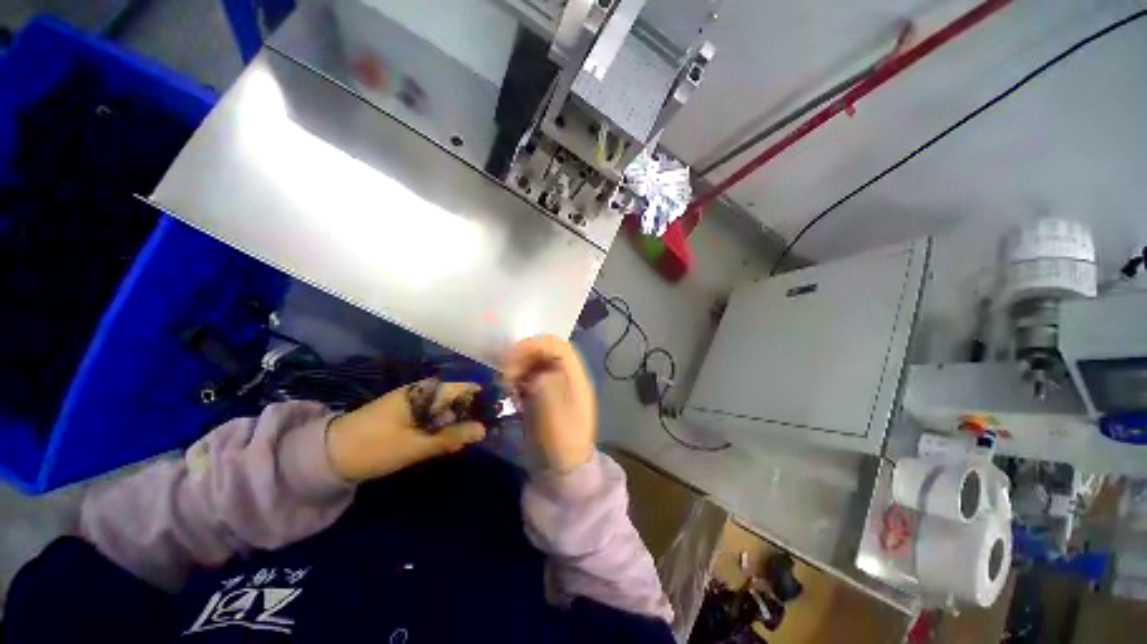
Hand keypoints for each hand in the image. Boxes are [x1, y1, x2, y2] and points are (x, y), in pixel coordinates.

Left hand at [326, 380, 486, 482]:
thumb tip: (483, 430)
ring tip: (464, 443)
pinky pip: (432, 418)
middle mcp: (421, 392)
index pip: (463, 388)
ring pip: (445, 410)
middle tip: (480, 436)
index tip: (495, 415)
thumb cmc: (374, 447)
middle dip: (469, 416)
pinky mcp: (405, 416)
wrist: (328, 456)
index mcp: (424, 392)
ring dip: (455, 425)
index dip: (481, 399)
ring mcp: (413, 403)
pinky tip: (445, 444)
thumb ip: (451, 437)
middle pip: (456, 399)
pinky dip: (441, 429)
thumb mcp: (415, 445)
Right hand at [503, 336, 595, 472]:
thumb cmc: (563, 442)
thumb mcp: (557, 416)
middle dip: (523, 355)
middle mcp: (567, 376)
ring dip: (519, 366)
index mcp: (575, 377)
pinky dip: (518, 378)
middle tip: (505, 373)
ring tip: (506, 382)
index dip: (534, 346)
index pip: (557, 346)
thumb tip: (537, 374)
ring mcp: (555, 384)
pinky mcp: (543, 394)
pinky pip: (530, 376)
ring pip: (535, 362)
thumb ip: (549, 389)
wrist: (564, 468)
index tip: (511, 359)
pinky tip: (510, 390)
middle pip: (545, 351)